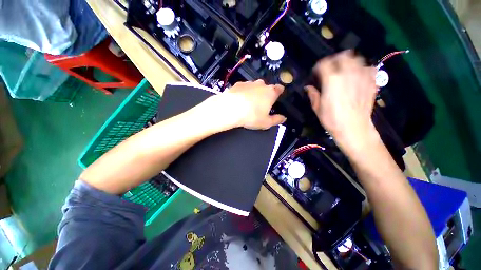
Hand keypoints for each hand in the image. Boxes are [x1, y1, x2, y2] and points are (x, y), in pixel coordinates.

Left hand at [215, 80, 285, 129]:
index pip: (279, 89)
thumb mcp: (266, 122)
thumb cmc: (251, 116)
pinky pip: (244, 88)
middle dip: (265, 94)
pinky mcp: (238, 84)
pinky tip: (240, 100)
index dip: (279, 92)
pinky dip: (244, 93)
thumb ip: (276, 120)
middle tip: (261, 104)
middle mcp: (261, 85)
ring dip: (254, 93)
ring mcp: (249, 83)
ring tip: (249, 103)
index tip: (277, 96)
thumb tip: (283, 118)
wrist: (230, 109)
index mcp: (271, 93)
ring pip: (254, 87)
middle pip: (266, 87)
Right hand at [305, 51, 378, 153]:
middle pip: (343, 56)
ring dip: (349, 62)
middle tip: (331, 68)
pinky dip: (363, 69)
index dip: (318, 66)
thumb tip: (308, 87)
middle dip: (335, 59)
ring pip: (357, 59)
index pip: (324, 63)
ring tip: (345, 70)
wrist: (354, 128)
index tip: (316, 72)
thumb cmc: (332, 119)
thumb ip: (313, 94)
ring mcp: (362, 77)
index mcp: (331, 80)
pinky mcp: (371, 82)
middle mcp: (347, 74)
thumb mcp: (317, 108)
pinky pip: (369, 68)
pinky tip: (359, 76)